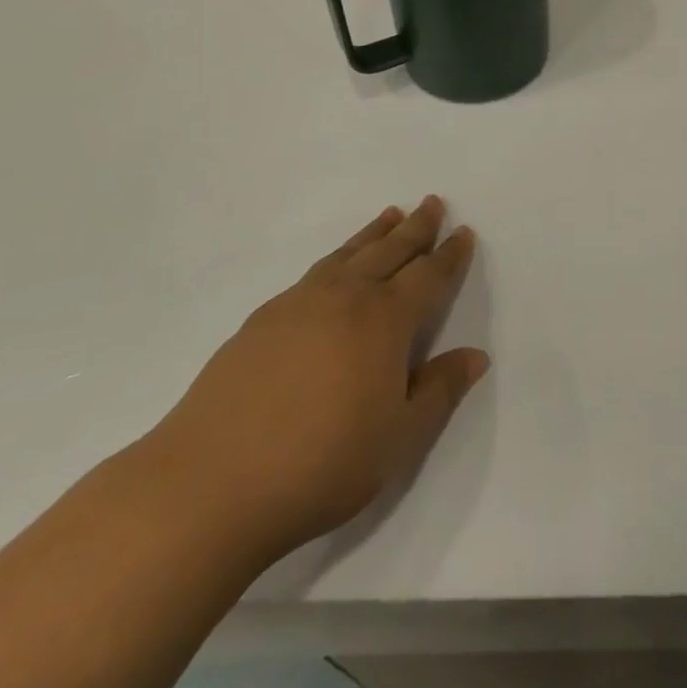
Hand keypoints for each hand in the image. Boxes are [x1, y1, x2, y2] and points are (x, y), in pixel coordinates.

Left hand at [141, 197, 488, 565]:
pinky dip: (337, 257)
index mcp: (384, 320)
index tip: (463, 233)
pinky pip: (314, 272)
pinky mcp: (261, 321)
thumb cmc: (321, 464)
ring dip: (374, 233)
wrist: (210, 485)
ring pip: (348, 255)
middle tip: (432, 202)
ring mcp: (298, 304)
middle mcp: (344, 298)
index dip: (449, 255)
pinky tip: (333, 269)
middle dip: (416, 227)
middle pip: (389, 251)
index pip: (428, 276)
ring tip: (390, 215)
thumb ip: (440, 391)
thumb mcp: (399, 438)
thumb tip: (476, 355)